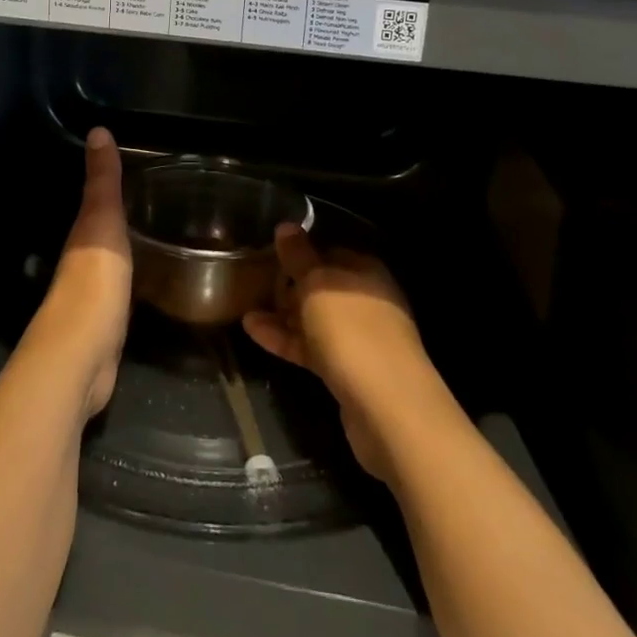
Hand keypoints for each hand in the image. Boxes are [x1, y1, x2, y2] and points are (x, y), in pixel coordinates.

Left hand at [26, 127, 130, 418]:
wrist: (83, 354)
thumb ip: (102, 180)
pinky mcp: (107, 325)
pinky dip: (134, 281)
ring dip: (127, 251)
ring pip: (111, 262)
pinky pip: (123, 292)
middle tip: (156, 202)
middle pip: (100, 233)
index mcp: (80, 235)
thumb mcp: (102, 220)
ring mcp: (93, 296)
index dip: (108, 188)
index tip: (135, 172)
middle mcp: (81, 262)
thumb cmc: (94, 278)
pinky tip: (151, 280)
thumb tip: (97, 129)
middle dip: (120, 220)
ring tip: (158, 236)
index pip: (94, 203)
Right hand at [243, 225, 443, 484]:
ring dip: (283, 314)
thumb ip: (299, 256)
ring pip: (315, 319)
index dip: (301, 251)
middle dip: (290, 284)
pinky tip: (253, 331)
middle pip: (322, 286)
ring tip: (247, 307)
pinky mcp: (347, 372)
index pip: (329, 251)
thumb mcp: (317, 285)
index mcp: (365, 272)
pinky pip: (311, 347)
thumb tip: (286, 226)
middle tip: (255, 281)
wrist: (388, 410)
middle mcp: (366, 301)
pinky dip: (286, 339)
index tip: (270, 252)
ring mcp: (359, 339)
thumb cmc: (352, 331)